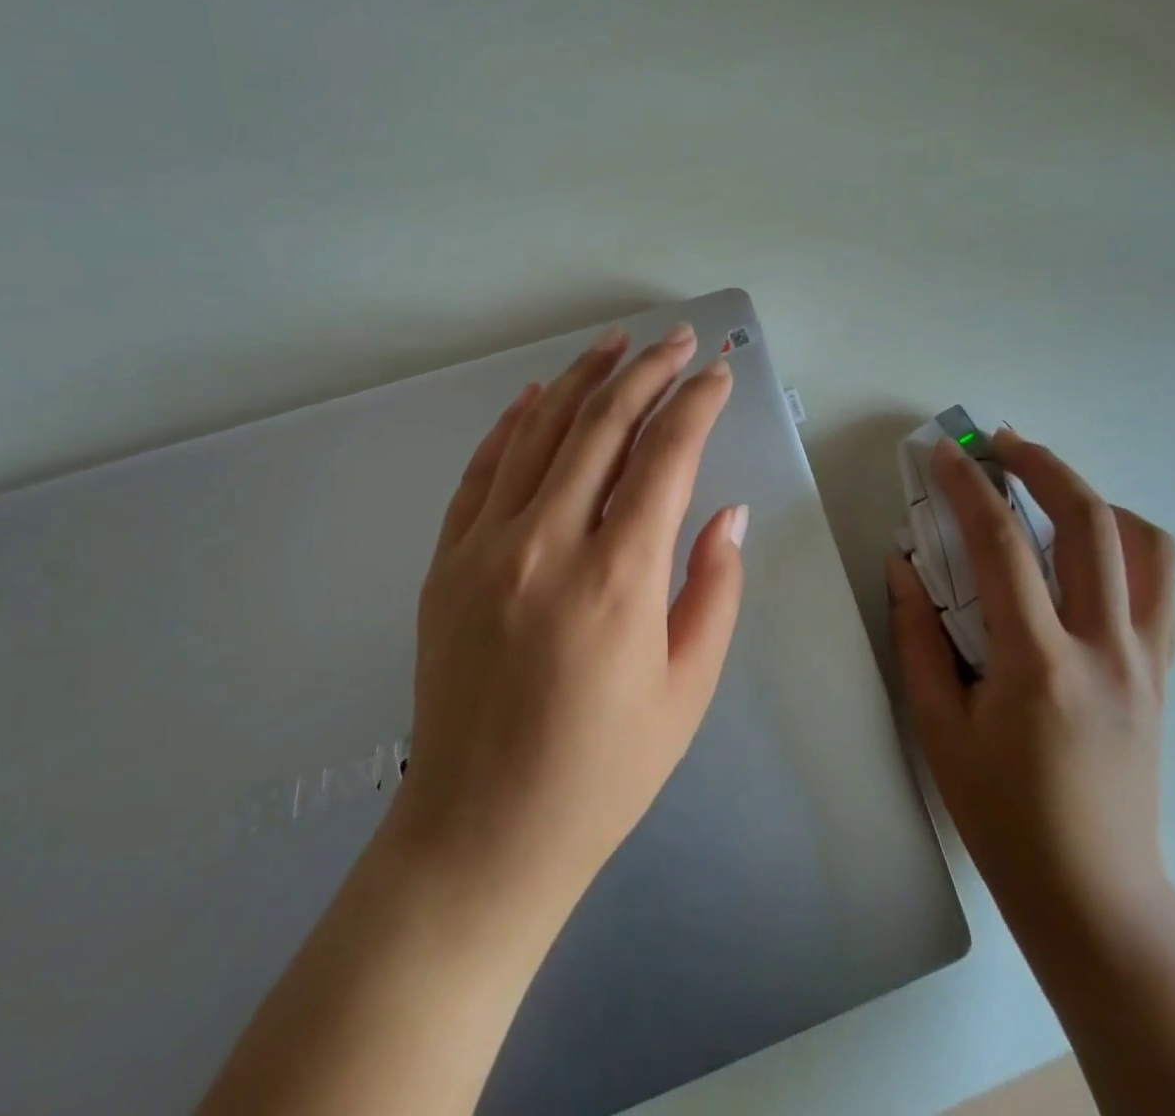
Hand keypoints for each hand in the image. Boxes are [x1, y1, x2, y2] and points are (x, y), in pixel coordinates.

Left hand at [390, 321, 748, 924]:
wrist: (481, 834)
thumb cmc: (602, 772)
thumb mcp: (687, 689)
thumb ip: (713, 588)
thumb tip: (727, 512)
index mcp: (617, 578)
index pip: (665, 455)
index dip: (696, 404)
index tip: (718, 374)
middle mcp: (547, 543)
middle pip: (602, 425)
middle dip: (647, 371)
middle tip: (677, 340)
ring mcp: (486, 547)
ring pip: (539, 432)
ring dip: (582, 380)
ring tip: (615, 345)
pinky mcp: (447, 562)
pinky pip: (482, 471)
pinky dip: (512, 425)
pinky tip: (537, 396)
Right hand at [889, 428, 1174, 927]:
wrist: (1094, 892)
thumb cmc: (1002, 814)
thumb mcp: (937, 726)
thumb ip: (917, 636)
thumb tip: (903, 566)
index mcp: (1040, 664)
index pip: (1002, 547)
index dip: (968, 488)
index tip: (943, 452)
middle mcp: (1106, 649)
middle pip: (1092, 522)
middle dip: (1044, 465)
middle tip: (1001, 442)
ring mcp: (1147, 659)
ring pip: (1147, 545)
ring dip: (1094, 496)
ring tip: (1047, 487)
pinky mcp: (1163, 672)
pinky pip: (1160, 585)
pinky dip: (1126, 542)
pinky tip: (1086, 546)